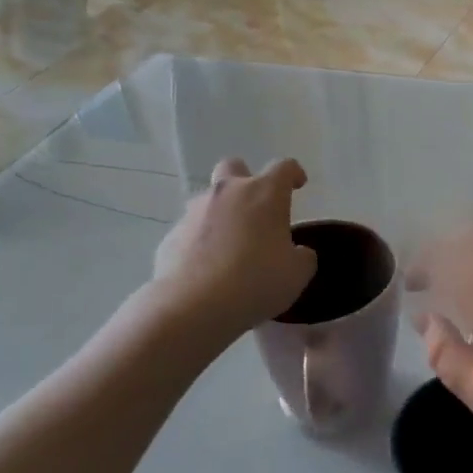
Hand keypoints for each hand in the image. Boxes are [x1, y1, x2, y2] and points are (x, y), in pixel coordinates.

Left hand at [150, 158, 315, 333]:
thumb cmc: (257, 281)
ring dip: (222, 214)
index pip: (283, 167)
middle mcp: (227, 193)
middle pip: (234, 167)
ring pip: (209, 200)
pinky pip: (191, 231)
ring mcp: (193, 212)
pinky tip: (208, 269)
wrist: (194, 305)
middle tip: (255, 207)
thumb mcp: (297, 273)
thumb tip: (296, 252)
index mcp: (264, 194)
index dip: (293, 173)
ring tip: (232, 247)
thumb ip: (302, 256)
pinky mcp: (170, 236)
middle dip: (245, 179)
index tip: (299, 185)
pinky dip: (202, 242)